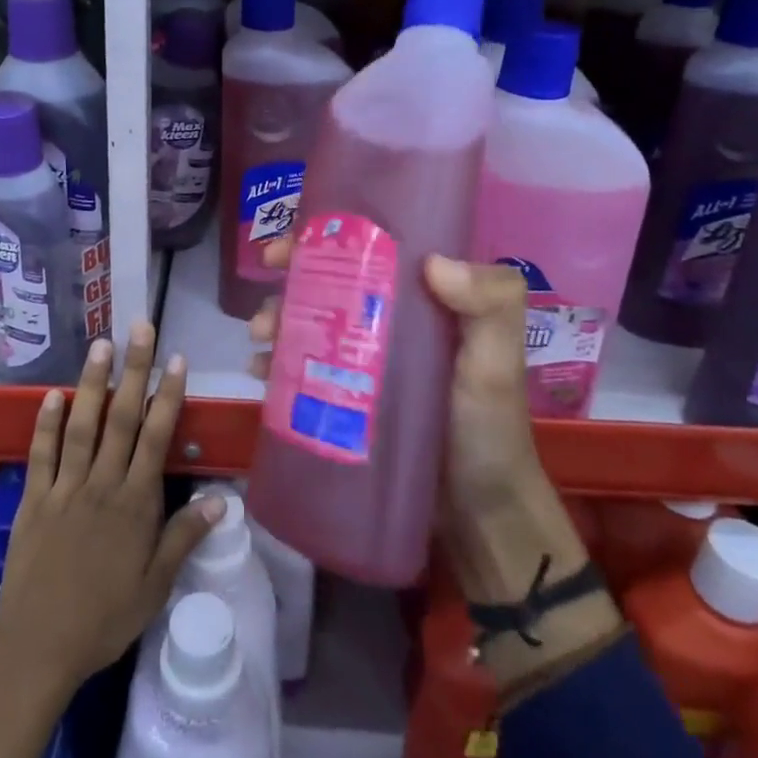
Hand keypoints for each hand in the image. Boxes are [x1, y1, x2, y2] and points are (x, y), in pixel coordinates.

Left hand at [0, 323, 224, 695]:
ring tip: (100, 345)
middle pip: (121, 418)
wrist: (40, 646)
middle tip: (140, 328)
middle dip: (134, 370)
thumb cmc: (105, 618)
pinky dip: (46, 423)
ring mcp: (65, 487)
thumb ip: (184, 536)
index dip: (168, 396)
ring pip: (81, 425)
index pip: (156, 437)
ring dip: (92, 383)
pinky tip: (52, 394)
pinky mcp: (34, 498)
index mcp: (135, 503)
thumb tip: (222, 499)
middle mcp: (102, 484)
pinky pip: (41, 453)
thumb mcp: (156, 586)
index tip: (177, 360)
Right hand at [250, 242, 600, 616]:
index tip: (286, 248)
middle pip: (326, 286)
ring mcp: (363, 362)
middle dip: (286, 286)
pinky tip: (259, 372)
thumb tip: (433, 262)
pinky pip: (303, 370)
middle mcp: (387, 321)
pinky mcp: (346, 400)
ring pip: (309, 325)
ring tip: (260, 341)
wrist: (478, 515)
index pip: (366, 253)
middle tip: (267, 305)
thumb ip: (491, 305)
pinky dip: (277, 364)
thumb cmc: (488, 429)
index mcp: (420, 300)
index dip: (321, 242)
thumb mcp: (498, 362)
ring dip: (276, 323)